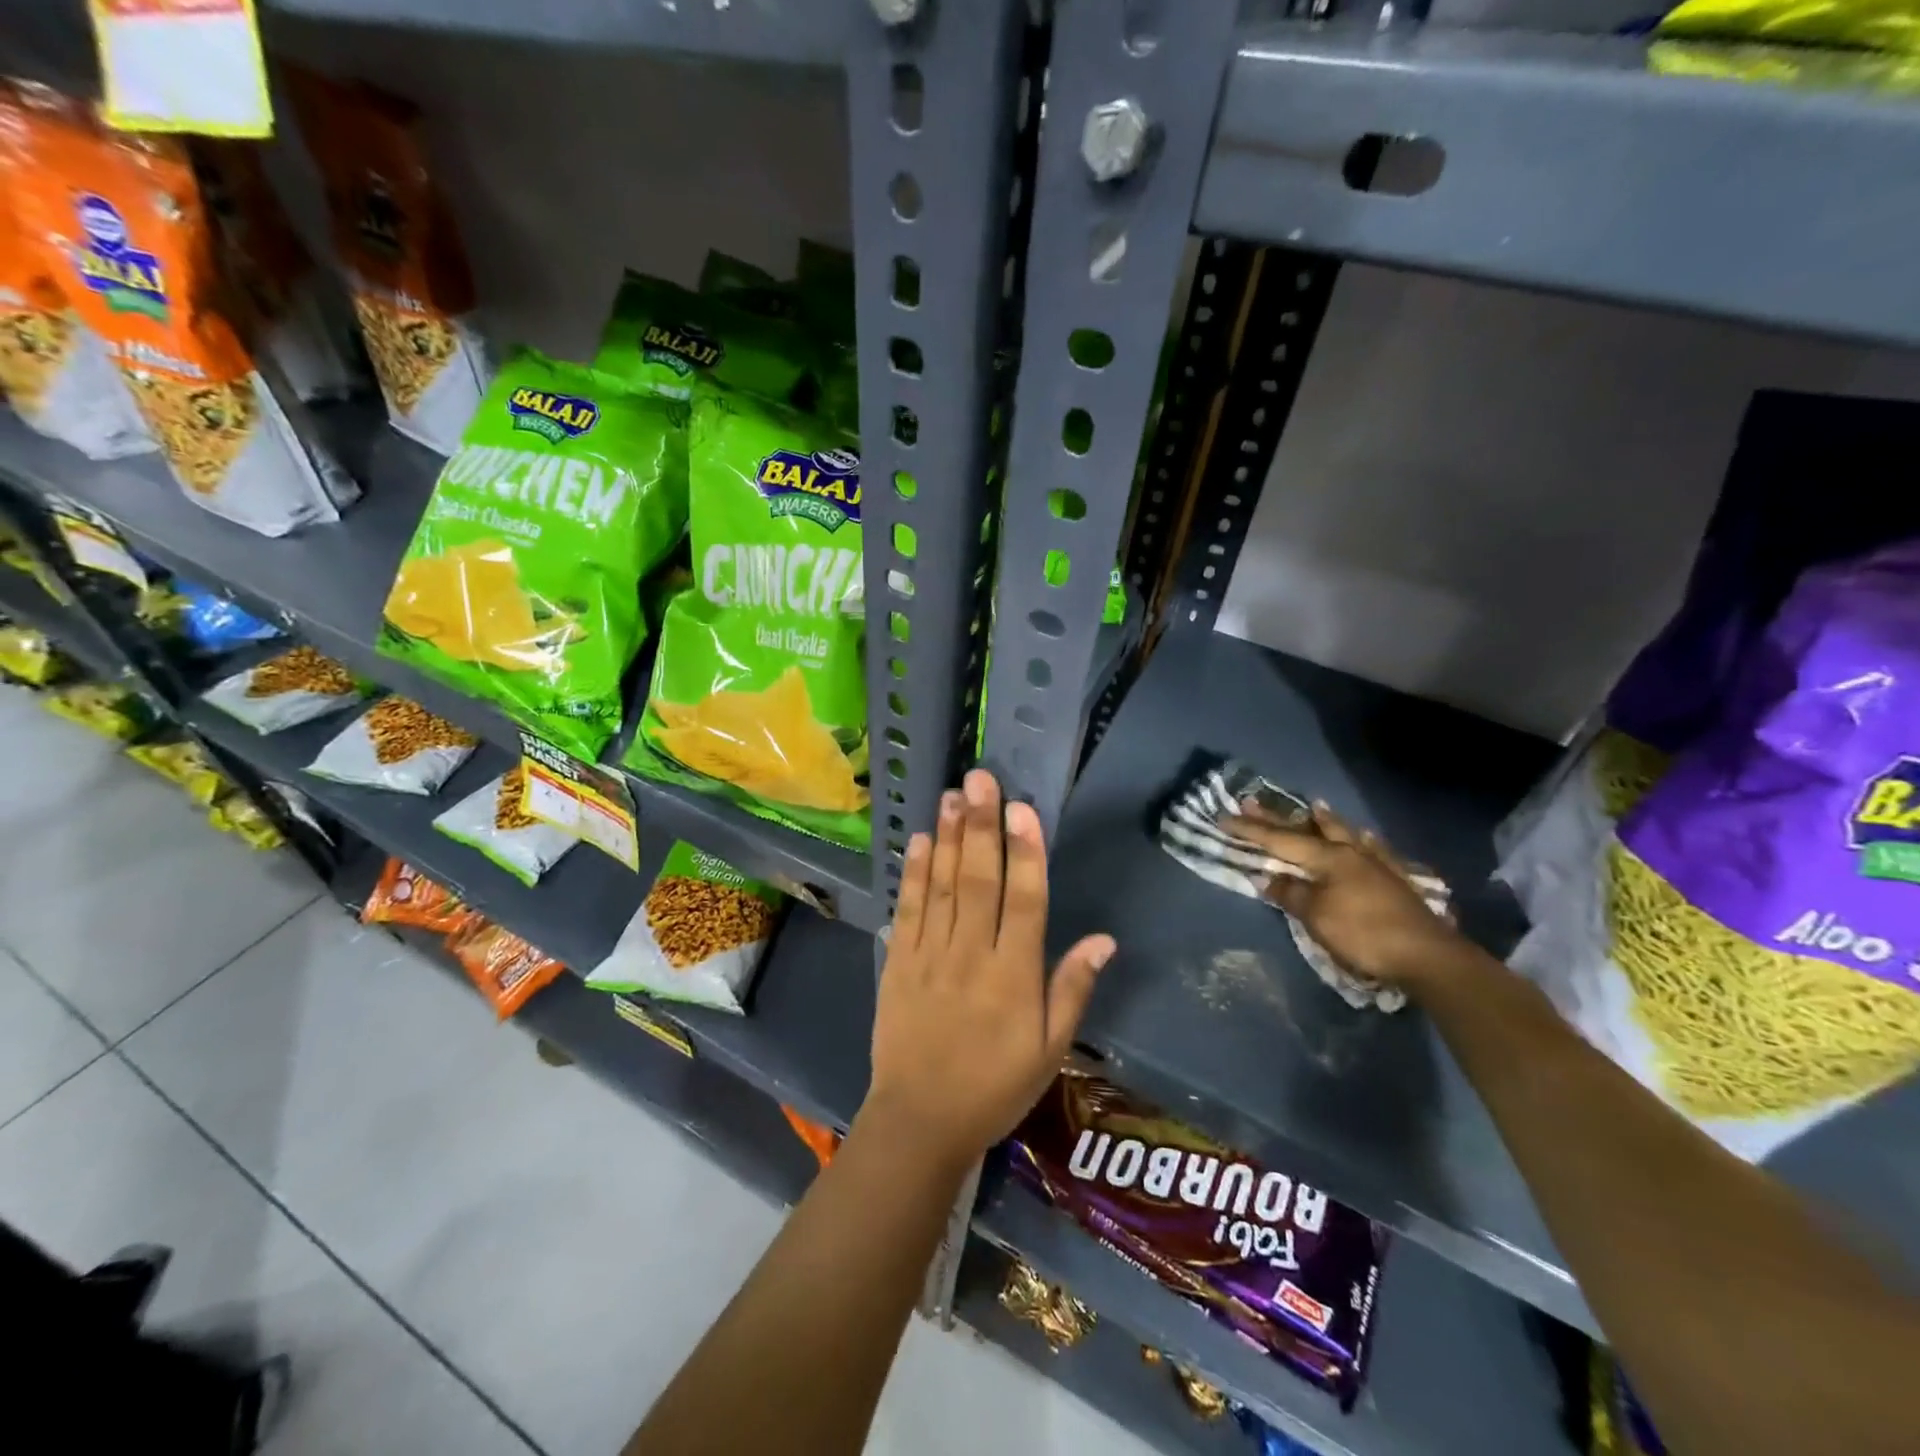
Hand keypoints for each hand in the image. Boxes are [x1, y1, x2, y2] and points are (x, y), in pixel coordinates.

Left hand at [864, 769, 1116, 1174]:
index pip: (1025, 903)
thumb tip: (1104, 939)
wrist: (920, 1120)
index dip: (1026, 853)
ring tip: (953, 795)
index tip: (1023, 809)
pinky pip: (908, 910)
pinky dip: (915, 874)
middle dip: (982, 827)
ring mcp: (930, 956)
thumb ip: (1073, 989)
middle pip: (980, 882)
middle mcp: (972, 956)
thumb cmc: (995, 1086)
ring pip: (943, 887)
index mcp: (1014, 977)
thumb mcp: (1050, 1050)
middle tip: (981, 779)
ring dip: (950, 838)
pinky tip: (922, 840)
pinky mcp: (898, 962)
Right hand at [1225, 800, 1464, 987]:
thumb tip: (1268, 877)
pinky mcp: (1396, 880)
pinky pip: (1374, 850)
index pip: (1280, 840)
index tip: (1225, 818)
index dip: (1250, 830)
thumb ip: (1290, 893)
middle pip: (1308, 830)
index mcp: (1328, 857)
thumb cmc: (1363, 934)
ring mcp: (1377, 864)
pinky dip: (1363, 840)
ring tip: (1315, 806)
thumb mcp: (1316, 916)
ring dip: (1326, 820)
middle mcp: (1351, 852)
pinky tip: (1365, 838)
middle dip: (1278, 818)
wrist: (1427, 957)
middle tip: (1253, 801)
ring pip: (1345, 833)